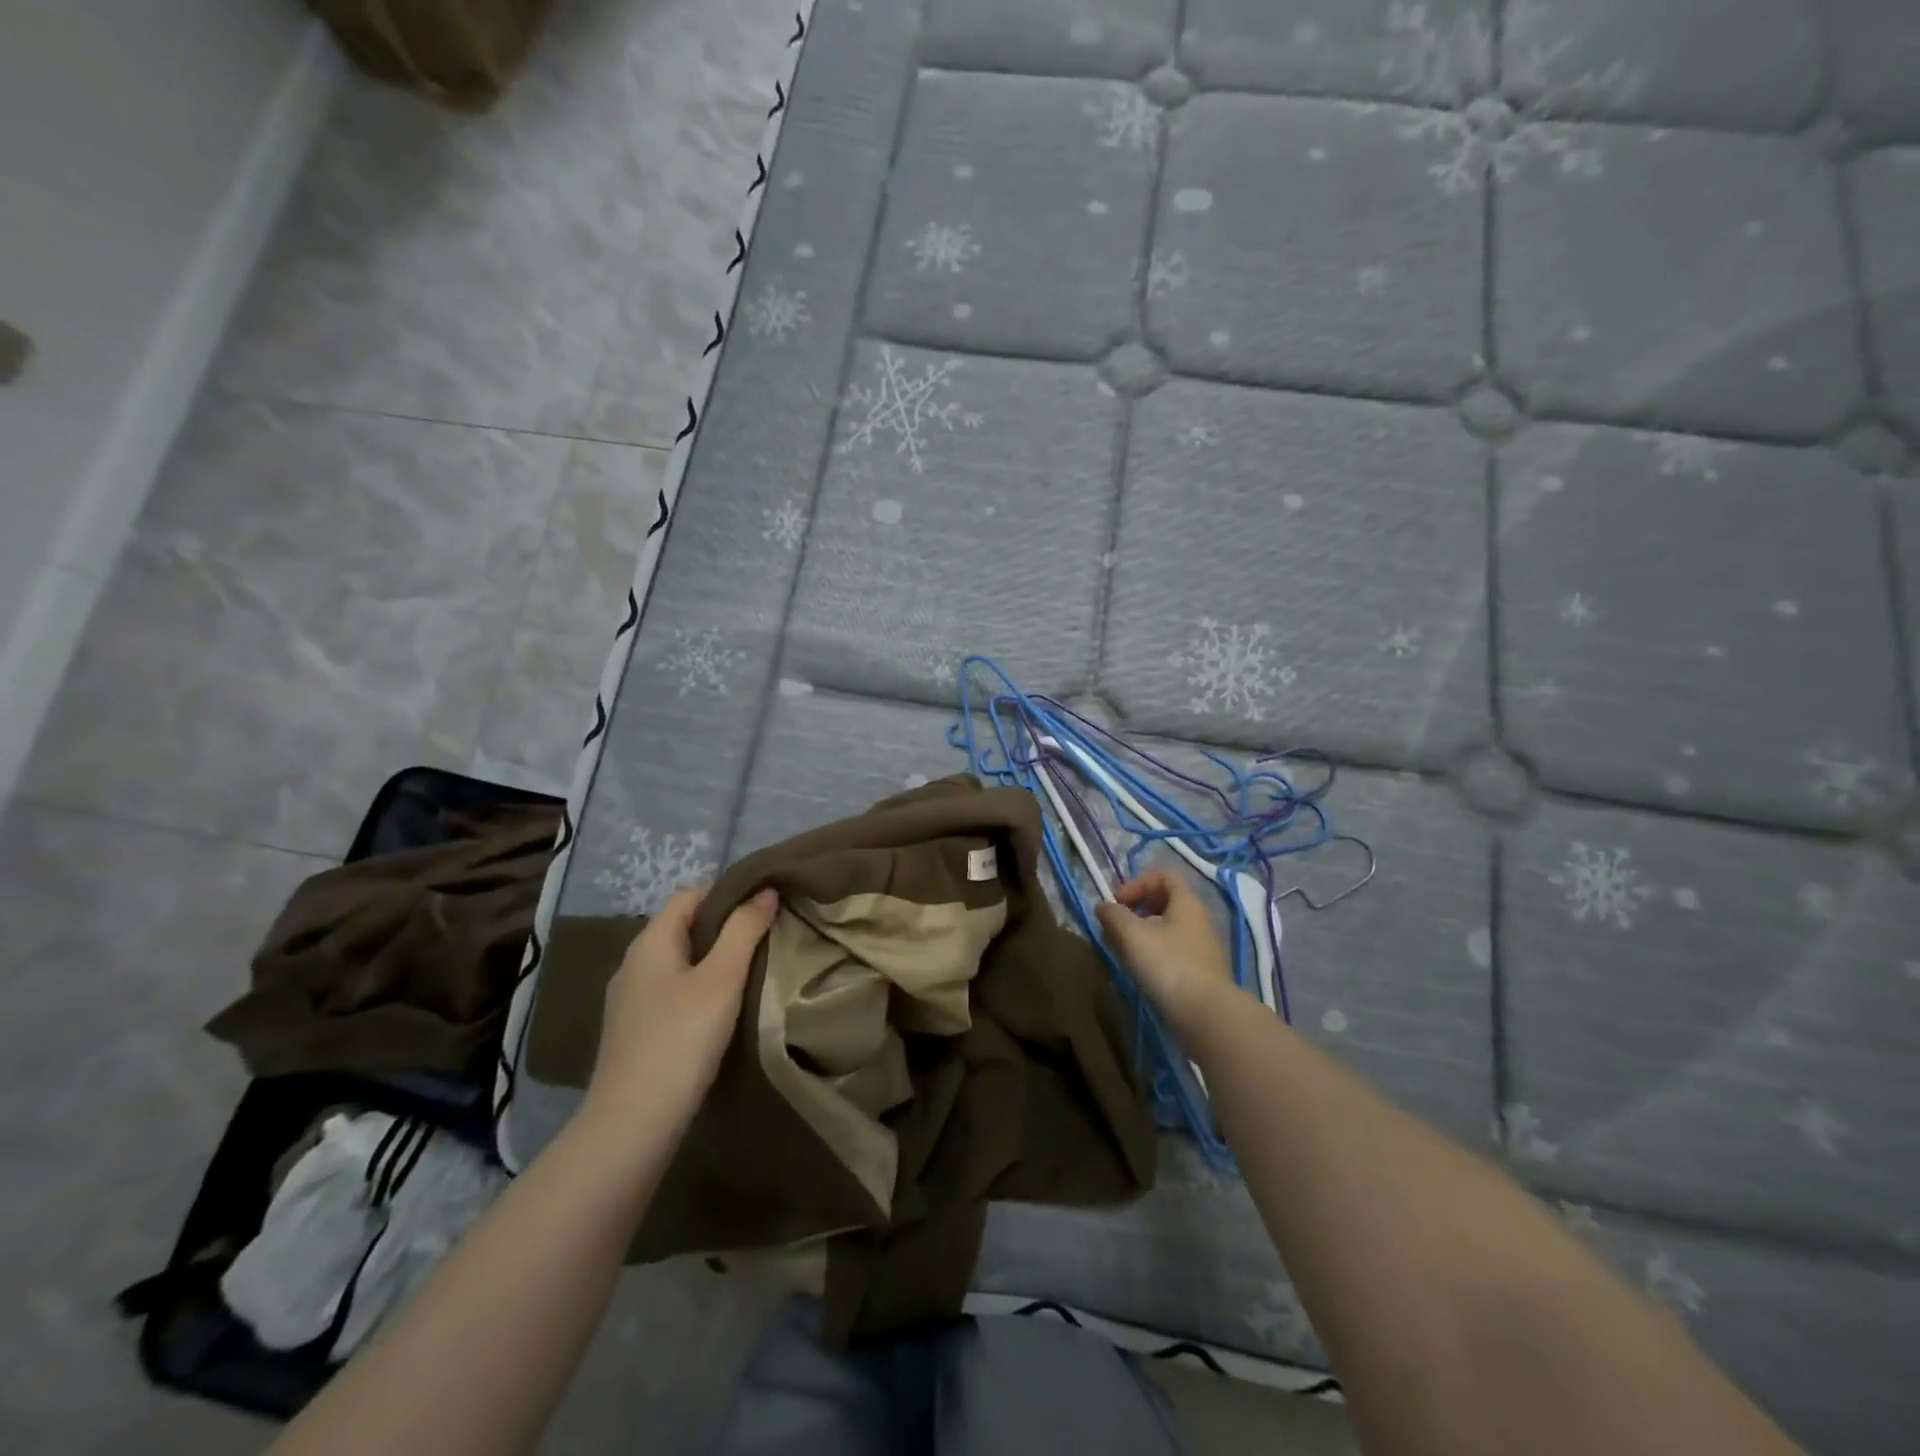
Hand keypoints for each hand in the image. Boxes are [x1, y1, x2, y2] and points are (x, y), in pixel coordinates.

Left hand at [582, 886, 778, 1134]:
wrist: (631, 1125)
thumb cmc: (680, 1040)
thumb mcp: (722, 979)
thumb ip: (744, 930)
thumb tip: (765, 891)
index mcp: (650, 942)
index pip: (690, 894)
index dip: (728, 893)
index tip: (764, 906)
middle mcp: (633, 962)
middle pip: (683, 926)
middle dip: (724, 926)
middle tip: (765, 938)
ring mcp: (629, 999)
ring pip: (678, 961)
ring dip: (712, 959)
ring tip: (750, 971)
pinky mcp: (633, 1030)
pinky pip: (671, 990)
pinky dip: (698, 988)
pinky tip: (720, 1010)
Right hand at [1095, 869, 1239, 1038]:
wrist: (1207, 1016)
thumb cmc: (1169, 965)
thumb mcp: (1133, 935)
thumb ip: (1114, 915)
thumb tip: (1104, 907)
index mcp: (1187, 903)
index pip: (1165, 875)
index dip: (1138, 882)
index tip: (1119, 901)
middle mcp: (1198, 920)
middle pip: (1165, 901)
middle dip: (1136, 909)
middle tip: (1115, 926)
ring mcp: (1202, 948)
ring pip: (1167, 929)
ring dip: (1141, 933)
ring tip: (1121, 950)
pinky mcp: (1200, 973)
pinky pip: (1172, 951)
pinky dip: (1152, 953)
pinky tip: (1139, 970)